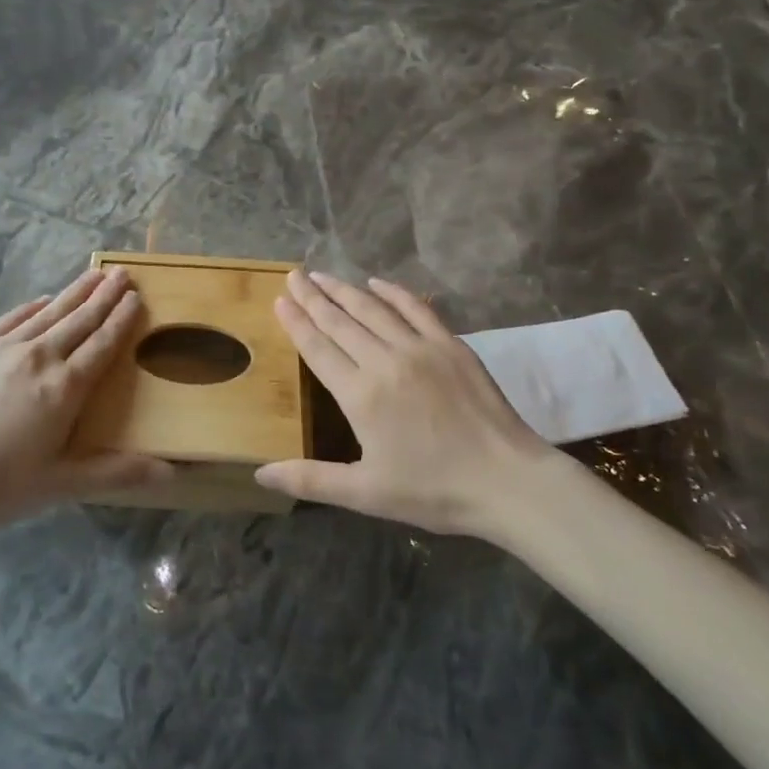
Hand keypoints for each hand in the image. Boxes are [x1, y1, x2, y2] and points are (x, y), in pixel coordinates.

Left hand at [0, 267, 169, 533]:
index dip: (121, 319)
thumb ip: (116, 472)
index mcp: (65, 388)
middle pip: (79, 320)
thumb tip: (171, 472)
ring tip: (94, 275)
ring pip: (48, 313)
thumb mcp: (61, 485)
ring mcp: (3, 348)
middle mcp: (39, 357)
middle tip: (123, 274)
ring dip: (74, 293)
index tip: (135, 297)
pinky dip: (33, 306)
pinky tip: (43, 299)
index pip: (102, 344)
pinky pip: (12, 318)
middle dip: (104, 296)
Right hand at [255, 271, 553, 537]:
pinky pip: (416, 308)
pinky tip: (377, 282)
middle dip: (313, 297)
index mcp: (360, 395)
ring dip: (344, 290)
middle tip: (293, 275)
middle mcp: (385, 361)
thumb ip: (310, 479)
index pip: (318, 348)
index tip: (279, 299)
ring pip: (373, 309)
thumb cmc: (433, 490)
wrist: (508, 481)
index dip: (296, 322)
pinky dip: (394, 292)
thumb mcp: (365, 493)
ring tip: (322, 275)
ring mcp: (420, 348)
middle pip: (340, 321)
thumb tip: (260, 474)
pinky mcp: (451, 345)